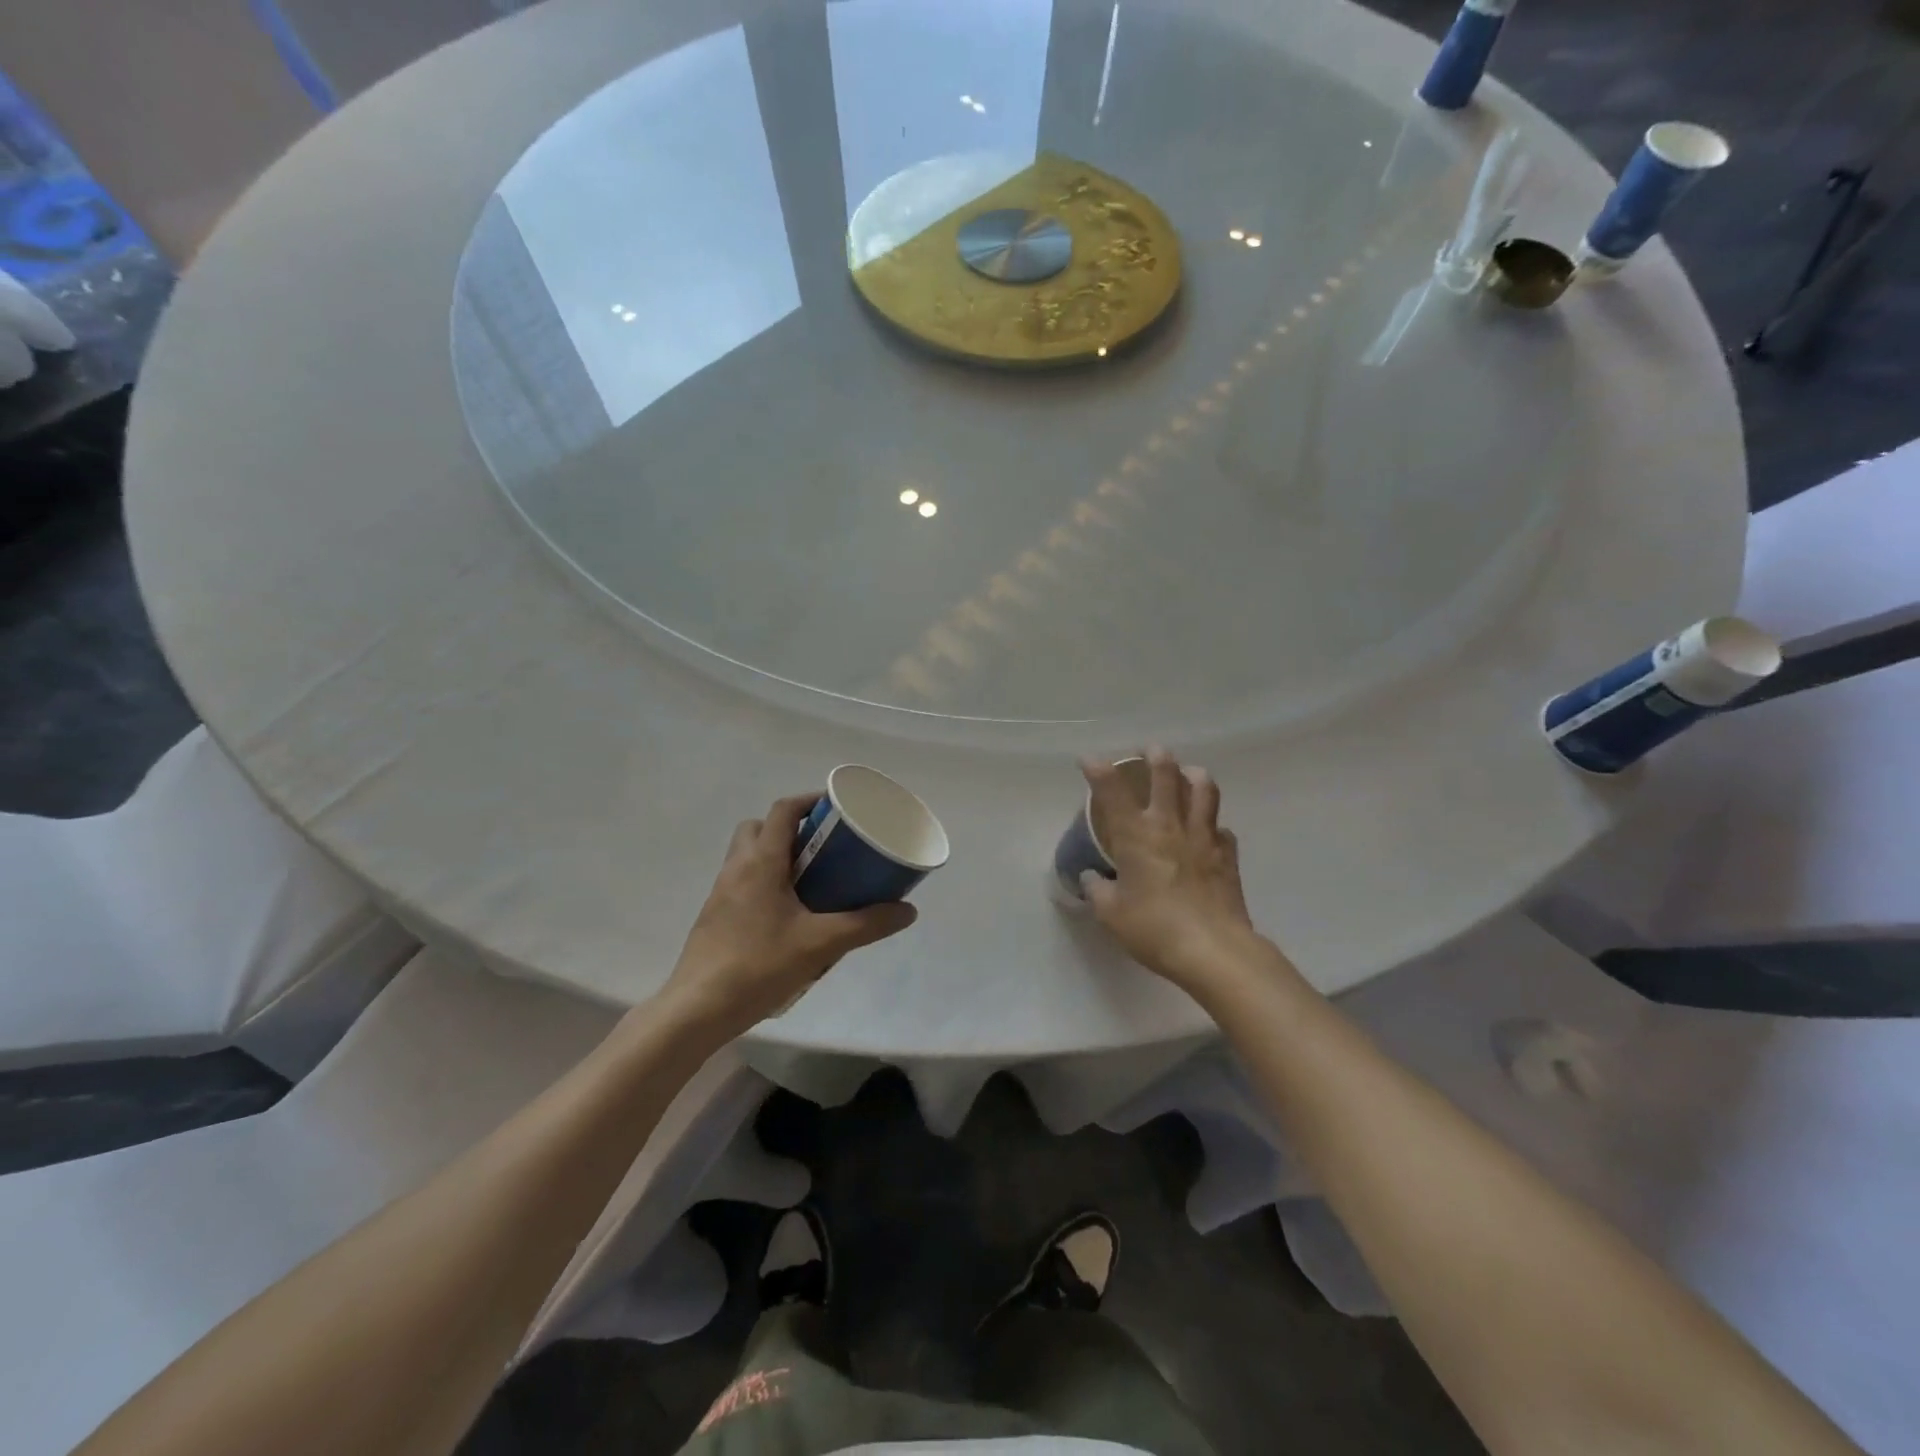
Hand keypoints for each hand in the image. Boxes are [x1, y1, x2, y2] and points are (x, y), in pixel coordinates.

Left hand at [661, 795, 917, 1036]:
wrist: (697, 1009)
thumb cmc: (759, 965)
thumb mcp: (821, 944)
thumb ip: (867, 925)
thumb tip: (908, 911)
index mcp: (761, 862)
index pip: (783, 810)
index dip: (810, 800)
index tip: (837, 807)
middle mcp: (737, 868)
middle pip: (760, 827)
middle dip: (791, 828)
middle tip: (823, 846)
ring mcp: (721, 893)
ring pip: (748, 855)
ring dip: (777, 856)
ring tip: (811, 879)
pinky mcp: (715, 916)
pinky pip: (743, 882)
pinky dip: (765, 882)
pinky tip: (788, 914)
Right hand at [1080, 748, 1267, 996]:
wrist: (1213, 950)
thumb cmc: (1154, 928)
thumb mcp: (1111, 914)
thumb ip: (1098, 890)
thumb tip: (1093, 878)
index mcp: (1136, 835)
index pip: (1112, 791)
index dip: (1098, 770)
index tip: (1088, 759)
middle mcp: (1170, 825)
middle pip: (1166, 775)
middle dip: (1155, 757)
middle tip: (1150, 751)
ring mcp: (1203, 837)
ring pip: (1204, 790)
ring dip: (1193, 776)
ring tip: (1188, 774)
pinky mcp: (1227, 855)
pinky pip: (1222, 829)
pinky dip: (1213, 824)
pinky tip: (1209, 832)